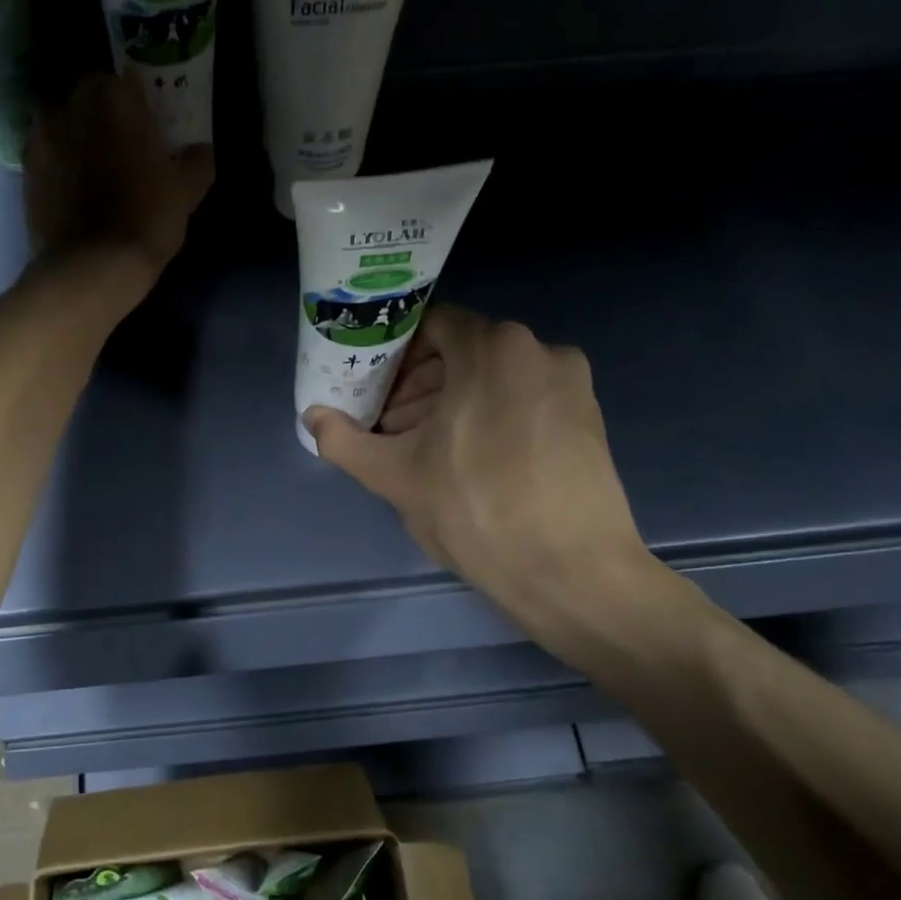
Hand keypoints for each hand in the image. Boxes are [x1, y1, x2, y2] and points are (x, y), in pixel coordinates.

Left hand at [24, 70, 214, 289]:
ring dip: (79, 139)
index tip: (150, 130)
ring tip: (97, 174)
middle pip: (91, 100)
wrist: (89, 267)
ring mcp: (40, 136)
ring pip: (65, 125)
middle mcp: (70, 103)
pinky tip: (75, 193)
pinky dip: (60, 166)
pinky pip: (48, 156)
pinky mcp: (23, 169)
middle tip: (125, 151)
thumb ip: (197, 162)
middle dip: (105, 118)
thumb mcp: (186, 192)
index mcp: (114, 96)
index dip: (140, 106)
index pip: (129, 82)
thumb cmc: (145, 219)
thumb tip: (201, 151)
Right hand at [304, 306, 669, 661]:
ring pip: (496, 377)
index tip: (374, 389)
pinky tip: (473, 461)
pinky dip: (493, 415)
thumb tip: (311, 417)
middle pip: (464, 351)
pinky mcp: (590, 417)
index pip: (432, 326)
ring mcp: (572, 384)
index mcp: (492, 349)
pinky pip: (527, 399)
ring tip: (427, 450)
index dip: (396, 355)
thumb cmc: (476, 511)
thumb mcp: (395, 476)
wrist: (573, 573)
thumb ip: (344, 440)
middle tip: (392, 426)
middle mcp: (539, 350)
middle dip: (421, 385)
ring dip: (454, 402)